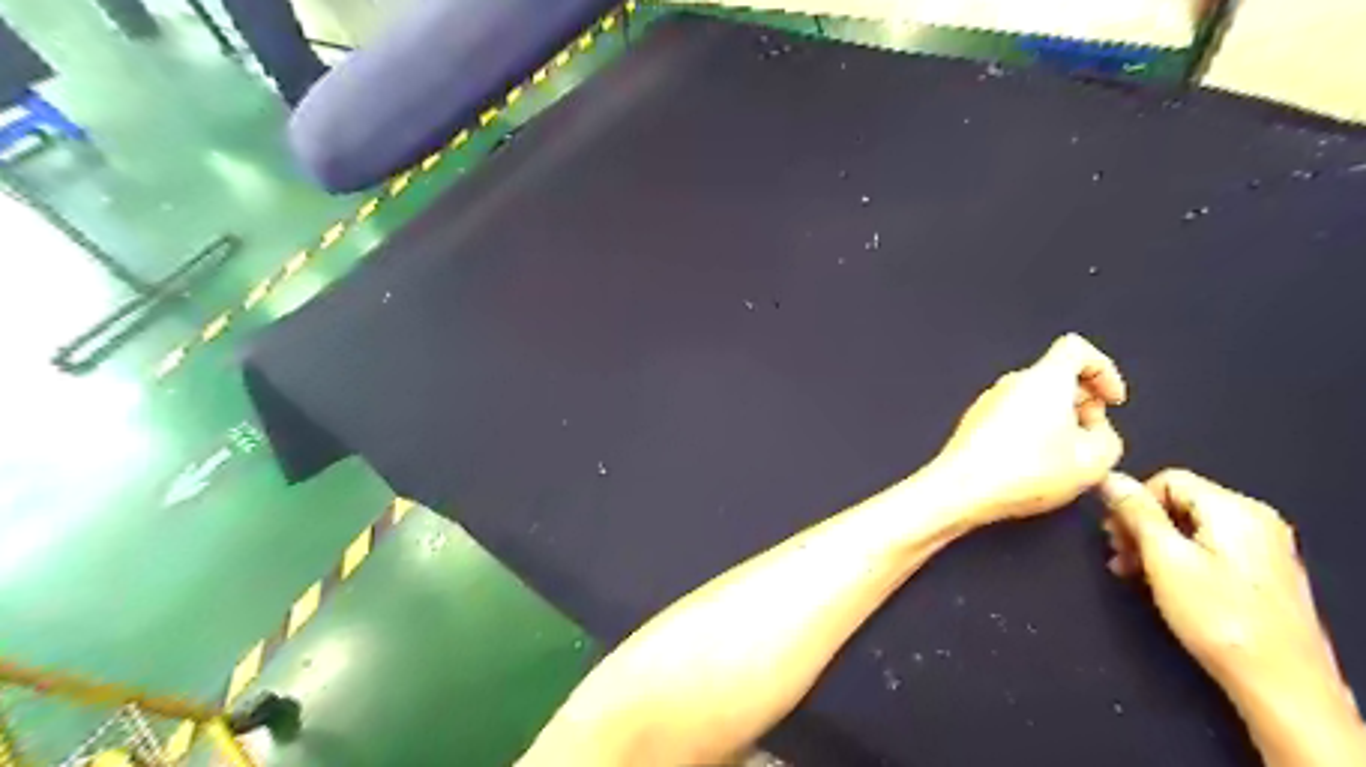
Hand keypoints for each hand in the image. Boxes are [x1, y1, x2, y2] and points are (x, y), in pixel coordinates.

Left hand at [929, 333, 1133, 524]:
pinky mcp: (974, 422)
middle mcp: (1012, 382)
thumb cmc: (1024, 471)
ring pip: (1033, 399)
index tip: (1112, 401)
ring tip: (1063, 457)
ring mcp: (988, 401)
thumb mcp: (1094, 461)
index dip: (1104, 370)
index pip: (1076, 348)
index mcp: (1044, 378)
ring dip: (1056, 420)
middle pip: (1056, 376)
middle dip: (1083, 403)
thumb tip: (1096, 432)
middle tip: (1091, 437)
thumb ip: (1108, 438)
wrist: (962, 488)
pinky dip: (1030, 431)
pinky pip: (1011, 416)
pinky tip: (1033, 465)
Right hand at [1102, 469, 1360, 762]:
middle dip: (1141, 524)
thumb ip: (1136, 512)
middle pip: (1179, 502)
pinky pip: (1208, 547)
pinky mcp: (1261, 572)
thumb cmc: (1220, 619)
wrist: (1280, 684)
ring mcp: (1263, 547)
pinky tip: (1160, 583)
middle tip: (1119, 553)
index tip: (1115, 533)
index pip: (1168, 479)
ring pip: (1190, 526)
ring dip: (1154, 544)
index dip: (1133, 502)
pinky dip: (1178, 558)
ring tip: (1132, 572)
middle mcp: (1255, 521)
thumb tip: (1111, 478)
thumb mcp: (1164, 559)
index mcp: (1235, 510)